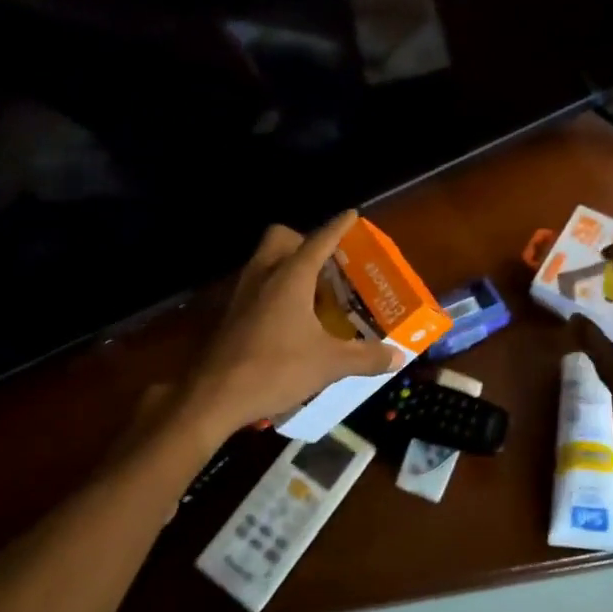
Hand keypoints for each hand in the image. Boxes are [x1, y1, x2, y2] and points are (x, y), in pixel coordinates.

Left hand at [184, 212, 402, 435]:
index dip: (338, 227)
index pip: (319, 240)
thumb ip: (366, 357)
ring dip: (288, 266)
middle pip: (281, 239)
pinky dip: (275, 290)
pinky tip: (291, 319)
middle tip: (327, 264)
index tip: (352, 215)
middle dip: (304, 241)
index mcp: (290, 277)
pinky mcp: (231, 314)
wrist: (215, 396)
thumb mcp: (329, 364)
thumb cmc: (275, 369)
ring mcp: (242, 294)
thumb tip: (397, 356)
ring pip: (265, 261)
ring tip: (314, 292)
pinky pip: (257, 286)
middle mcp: (264, 275)